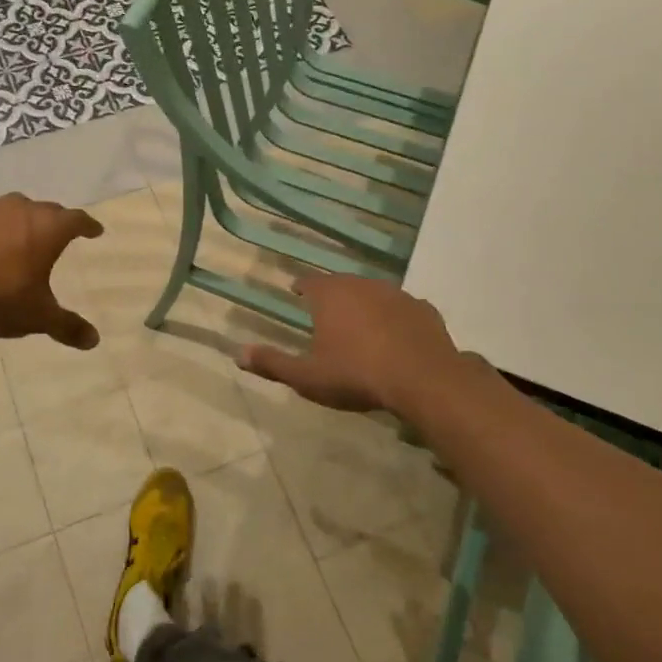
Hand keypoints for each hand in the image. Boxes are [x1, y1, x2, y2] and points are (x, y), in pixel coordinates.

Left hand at [0, 194, 103, 348]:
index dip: (88, 226)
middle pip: (47, 210)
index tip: (94, 230)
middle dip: (56, 222)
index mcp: (48, 229)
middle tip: (59, 235)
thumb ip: (68, 326)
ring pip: (14, 208)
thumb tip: (94, 341)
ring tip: (21, 235)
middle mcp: (21, 210)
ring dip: (21, 220)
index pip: (77, 220)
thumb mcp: (38, 317)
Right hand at [240, 273, 468, 414]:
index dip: (301, 287)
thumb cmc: (356, 375)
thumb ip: (272, 363)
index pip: (310, 282)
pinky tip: (396, 335)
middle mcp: (362, 285)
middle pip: (342, 284)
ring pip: (374, 293)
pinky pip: (403, 309)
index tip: (297, 292)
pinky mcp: (424, 310)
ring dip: (365, 304)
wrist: (422, 379)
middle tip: (327, 311)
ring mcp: (397, 295)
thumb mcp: (307, 376)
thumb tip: (237, 354)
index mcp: (331, 295)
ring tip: (361, 323)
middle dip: (333, 295)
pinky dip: (396, 318)